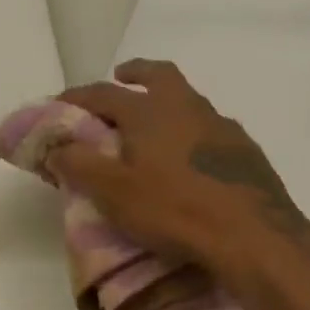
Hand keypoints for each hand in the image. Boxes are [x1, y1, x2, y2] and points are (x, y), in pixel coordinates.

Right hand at [51, 59, 309, 274]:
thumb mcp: (113, 192)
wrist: (254, 236)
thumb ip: (78, 164)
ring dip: (165, 103)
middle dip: (135, 72)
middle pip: (158, 74)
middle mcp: (186, 107)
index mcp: (149, 111)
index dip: (77, 97)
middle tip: (121, 78)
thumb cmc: (174, 210)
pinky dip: (190, 132)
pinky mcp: (245, 150)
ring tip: (152, 128)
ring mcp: (220, 126)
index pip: (103, 93)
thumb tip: (55, 146)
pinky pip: (209, 128)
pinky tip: (188, 159)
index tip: (59, 104)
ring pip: (187, 100)